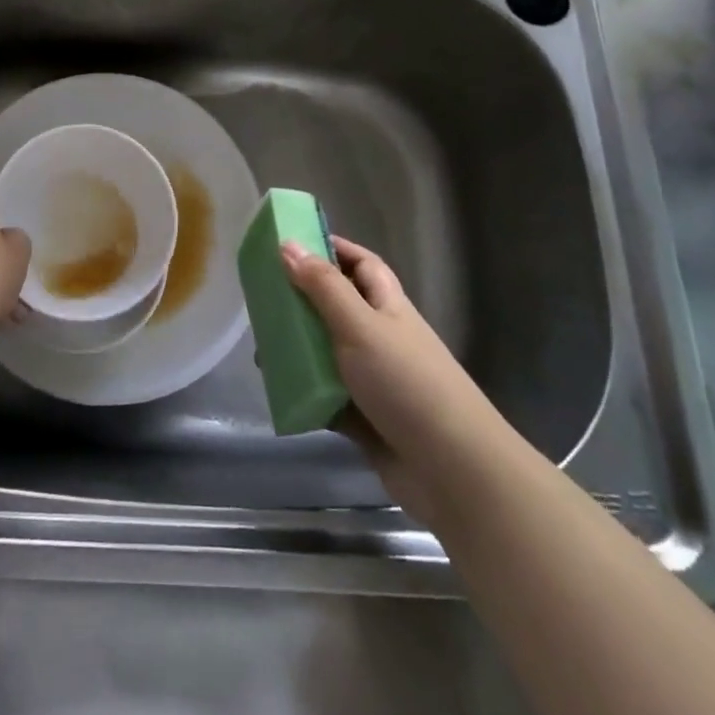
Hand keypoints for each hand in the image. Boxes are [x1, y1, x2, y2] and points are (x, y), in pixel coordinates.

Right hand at [281, 236, 498, 523]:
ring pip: (327, 353)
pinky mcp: (364, 419)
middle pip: (337, 307)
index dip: (332, 249)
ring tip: (261, 348)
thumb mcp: (360, 326)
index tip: (292, 243)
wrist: (453, 471)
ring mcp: (373, 379)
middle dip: (303, 301)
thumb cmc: (407, 383)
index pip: (361, 264)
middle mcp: (381, 337)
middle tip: (262, 297)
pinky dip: (304, 393)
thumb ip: (323, 287)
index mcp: (387, 306)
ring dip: (298, 350)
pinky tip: (276, 389)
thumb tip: (288, 244)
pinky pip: (325, 396)